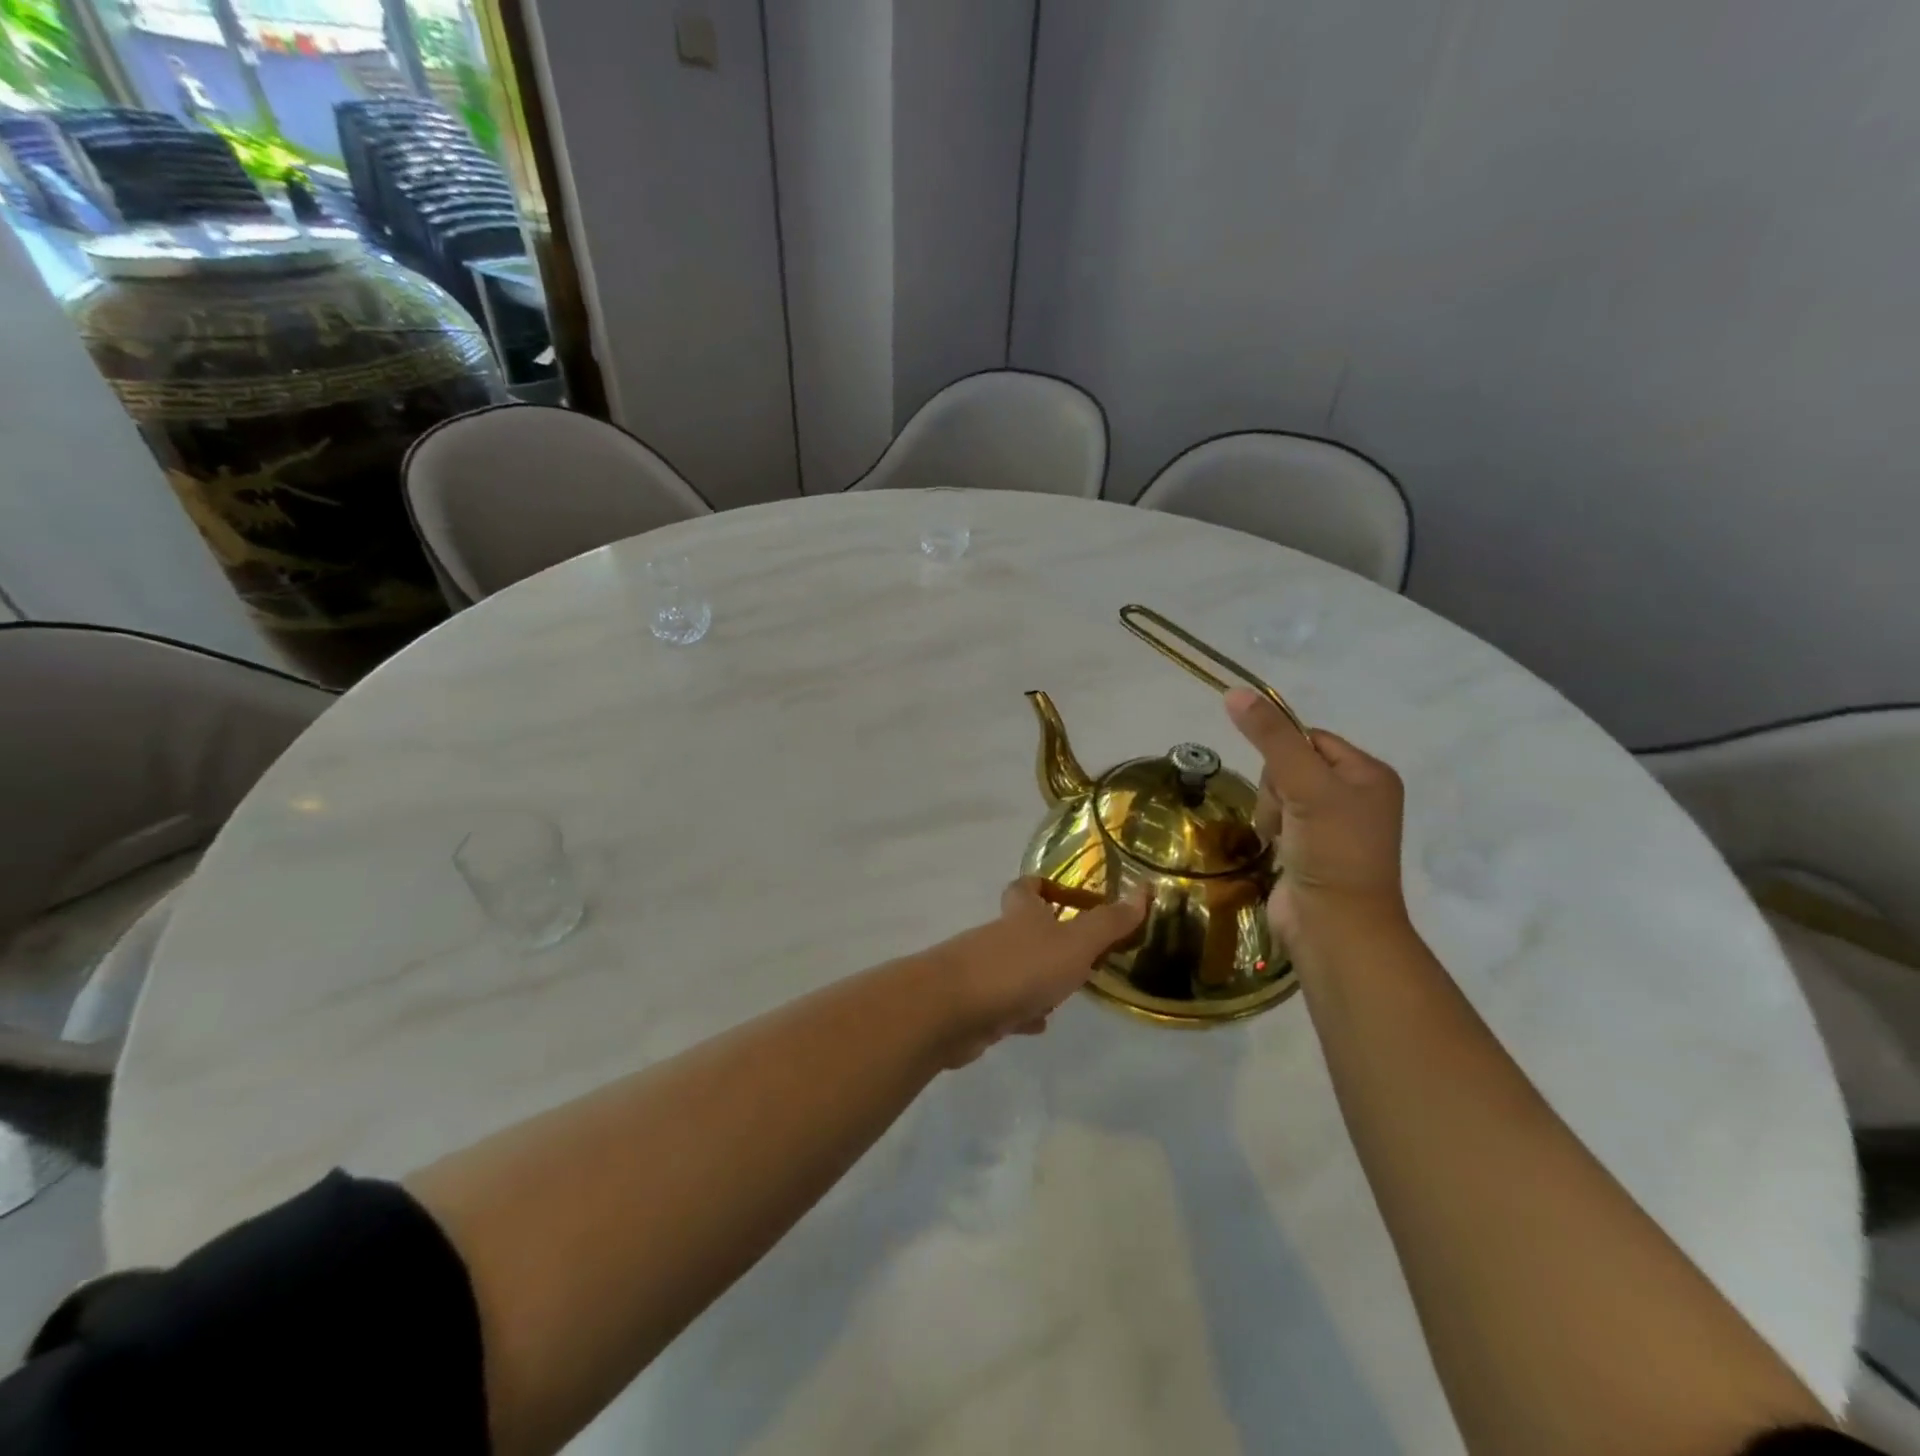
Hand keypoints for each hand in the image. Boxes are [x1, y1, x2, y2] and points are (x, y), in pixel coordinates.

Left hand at [924, 879, 1147, 1067]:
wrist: (952, 1010)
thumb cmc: (1019, 968)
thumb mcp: (1074, 944)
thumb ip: (1108, 923)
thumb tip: (1142, 891)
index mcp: (1022, 915)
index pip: (1027, 887)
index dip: (1044, 885)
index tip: (1068, 895)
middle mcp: (1000, 937)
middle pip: (1023, 929)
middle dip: (1050, 939)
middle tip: (1083, 954)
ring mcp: (984, 972)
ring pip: (1016, 969)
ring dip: (1038, 978)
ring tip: (1068, 992)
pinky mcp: (976, 1007)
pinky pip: (1005, 1005)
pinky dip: (1022, 1011)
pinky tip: (1038, 1024)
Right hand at [1224, 687, 1408, 956]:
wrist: (1335, 926)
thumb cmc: (1332, 849)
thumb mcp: (1304, 785)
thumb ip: (1270, 738)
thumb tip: (1235, 692)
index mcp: (1369, 773)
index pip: (1310, 738)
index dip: (1284, 754)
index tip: (1285, 783)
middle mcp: (1356, 795)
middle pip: (1290, 765)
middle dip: (1277, 788)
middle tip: (1289, 816)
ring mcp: (1333, 824)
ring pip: (1278, 792)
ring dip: (1271, 811)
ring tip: (1283, 838)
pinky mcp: (1311, 848)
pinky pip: (1279, 818)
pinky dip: (1272, 830)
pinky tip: (1279, 849)